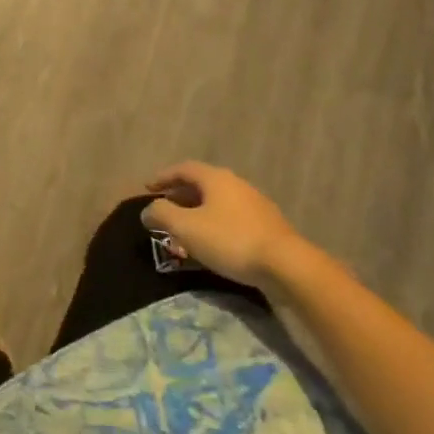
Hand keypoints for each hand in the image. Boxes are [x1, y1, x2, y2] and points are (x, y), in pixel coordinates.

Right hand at [141, 161, 303, 286]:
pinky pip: (231, 218)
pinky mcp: (266, 225)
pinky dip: (214, 224)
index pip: (183, 168)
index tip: (147, 188)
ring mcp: (254, 204)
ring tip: (185, 229)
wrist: (286, 265)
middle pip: (202, 184)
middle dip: (180, 195)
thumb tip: (148, 210)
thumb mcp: (187, 227)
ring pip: (217, 202)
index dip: (163, 177)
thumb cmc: (230, 240)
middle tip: (164, 209)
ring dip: (197, 212)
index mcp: (216, 178)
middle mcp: (236, 184)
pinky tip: (212, 243)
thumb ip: (162, 215)